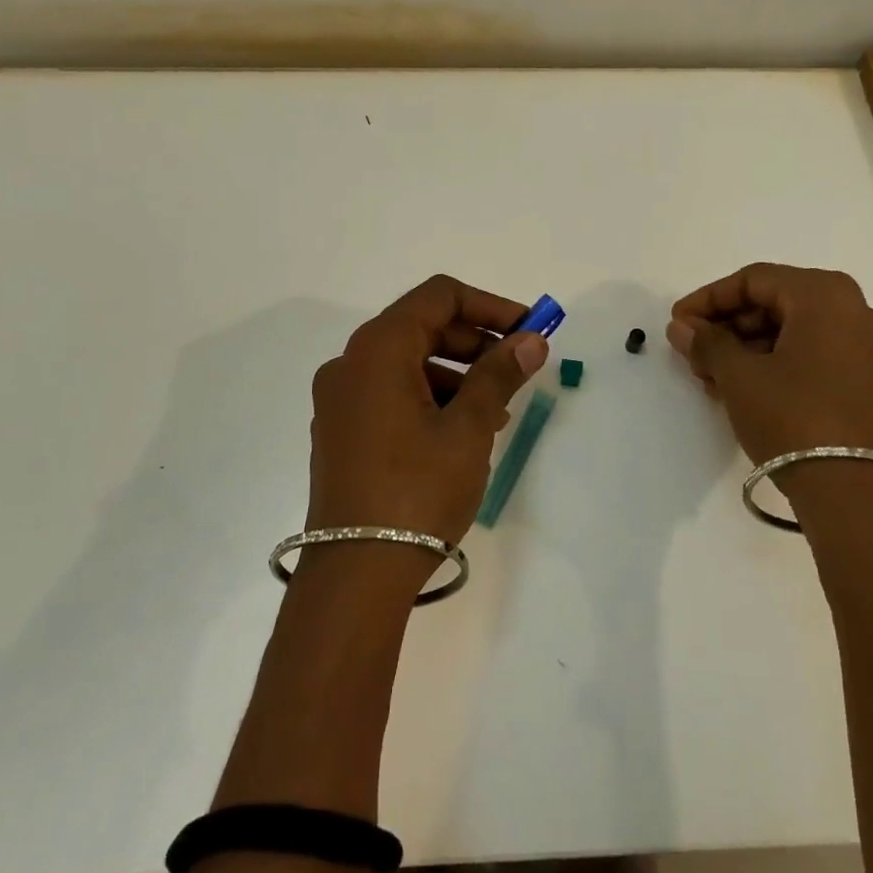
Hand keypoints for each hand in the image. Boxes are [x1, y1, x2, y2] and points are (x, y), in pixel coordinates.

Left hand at [308, 275, 548, 546]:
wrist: (356, 575)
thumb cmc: (417, 490)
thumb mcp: (468, 429)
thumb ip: (499, 375)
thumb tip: (531, 340)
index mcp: (377, 349)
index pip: (439, 296)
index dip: (489, 305)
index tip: (528, 330)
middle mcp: (350, 363)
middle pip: (422, 326)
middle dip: (476, 341)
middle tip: (518, 368)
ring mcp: (340, 399)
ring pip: (408, 362)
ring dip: (457, 372)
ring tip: (497, 409)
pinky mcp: (340, 431)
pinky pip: (391, 393)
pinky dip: (430, 397)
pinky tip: (462, 430)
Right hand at [666, 263, 872, 465]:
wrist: (854, 494)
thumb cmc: (792, 417)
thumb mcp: (739, 375)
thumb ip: (706, 342)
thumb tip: (681, 327)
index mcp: (827, 296)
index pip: (755, 280)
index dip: (709, 299)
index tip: (679, 322)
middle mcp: (857, 311)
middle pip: (776, 302)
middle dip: (728, 326)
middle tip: (693, 351)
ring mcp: (870, 348)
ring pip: (794, 331)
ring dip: (747, 347)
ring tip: (711, 377)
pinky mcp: (872, 382)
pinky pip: (814, 354)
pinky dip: (776, 363)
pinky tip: (742, 388)